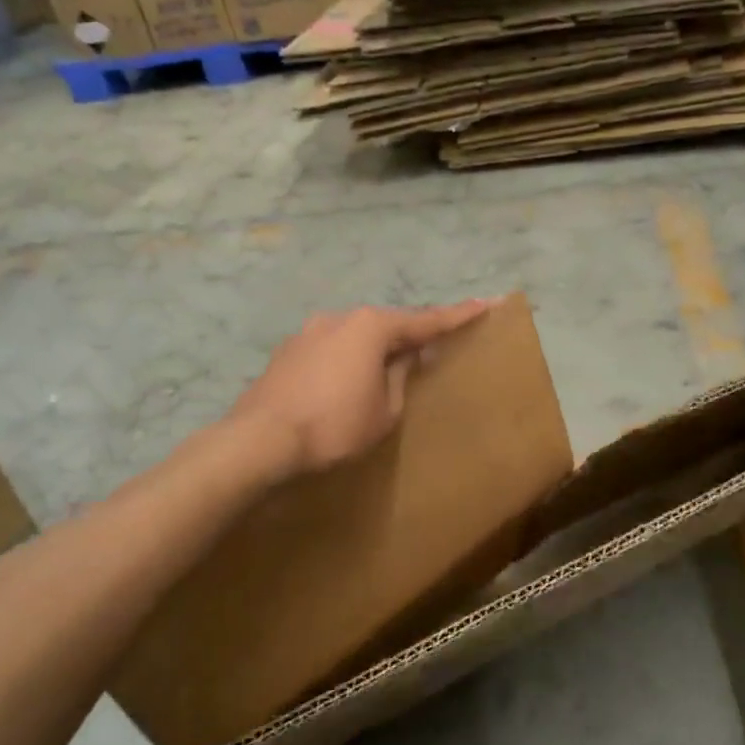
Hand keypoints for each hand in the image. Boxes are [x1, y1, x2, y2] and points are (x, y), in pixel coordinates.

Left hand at [226, 300, 496, 480]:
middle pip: (388, 324)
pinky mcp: (288, 351)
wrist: (259, 441)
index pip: (426, 321)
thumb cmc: (334, 426)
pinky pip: (332, 349)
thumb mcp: (385, 409)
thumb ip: (402, 376)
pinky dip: (349, 359)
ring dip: (376, 349)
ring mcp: (309, 332)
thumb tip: (408, 357)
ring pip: (357, 336)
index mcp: (371, 327)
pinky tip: (348, 381)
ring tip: (389, 369)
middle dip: (412, 335)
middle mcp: (340, 318)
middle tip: (436, 345)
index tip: (486, 303)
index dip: (458, 315)